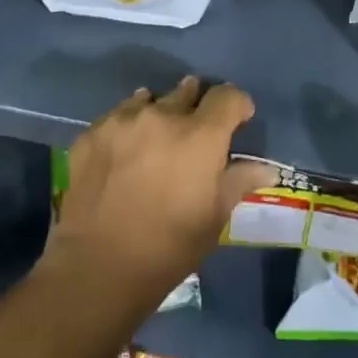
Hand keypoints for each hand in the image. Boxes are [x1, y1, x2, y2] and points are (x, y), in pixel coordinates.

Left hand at [44, 78, 275, 316]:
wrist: (98, 267)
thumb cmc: (168, 247)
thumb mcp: (214, 218)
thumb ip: (239, 181)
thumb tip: (266, 168)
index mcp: (199, 135)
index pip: (227, 96)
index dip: (237, 105)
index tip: (237, 121)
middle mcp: (162, 115)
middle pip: (187, 91)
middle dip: (196, 106)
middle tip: (193, 133)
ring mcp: (121, 120)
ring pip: (148, 99)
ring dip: (158, 113)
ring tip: (155, 140)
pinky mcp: (91, 132)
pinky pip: (116, 117)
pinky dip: (126, 128)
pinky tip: (122, 154)